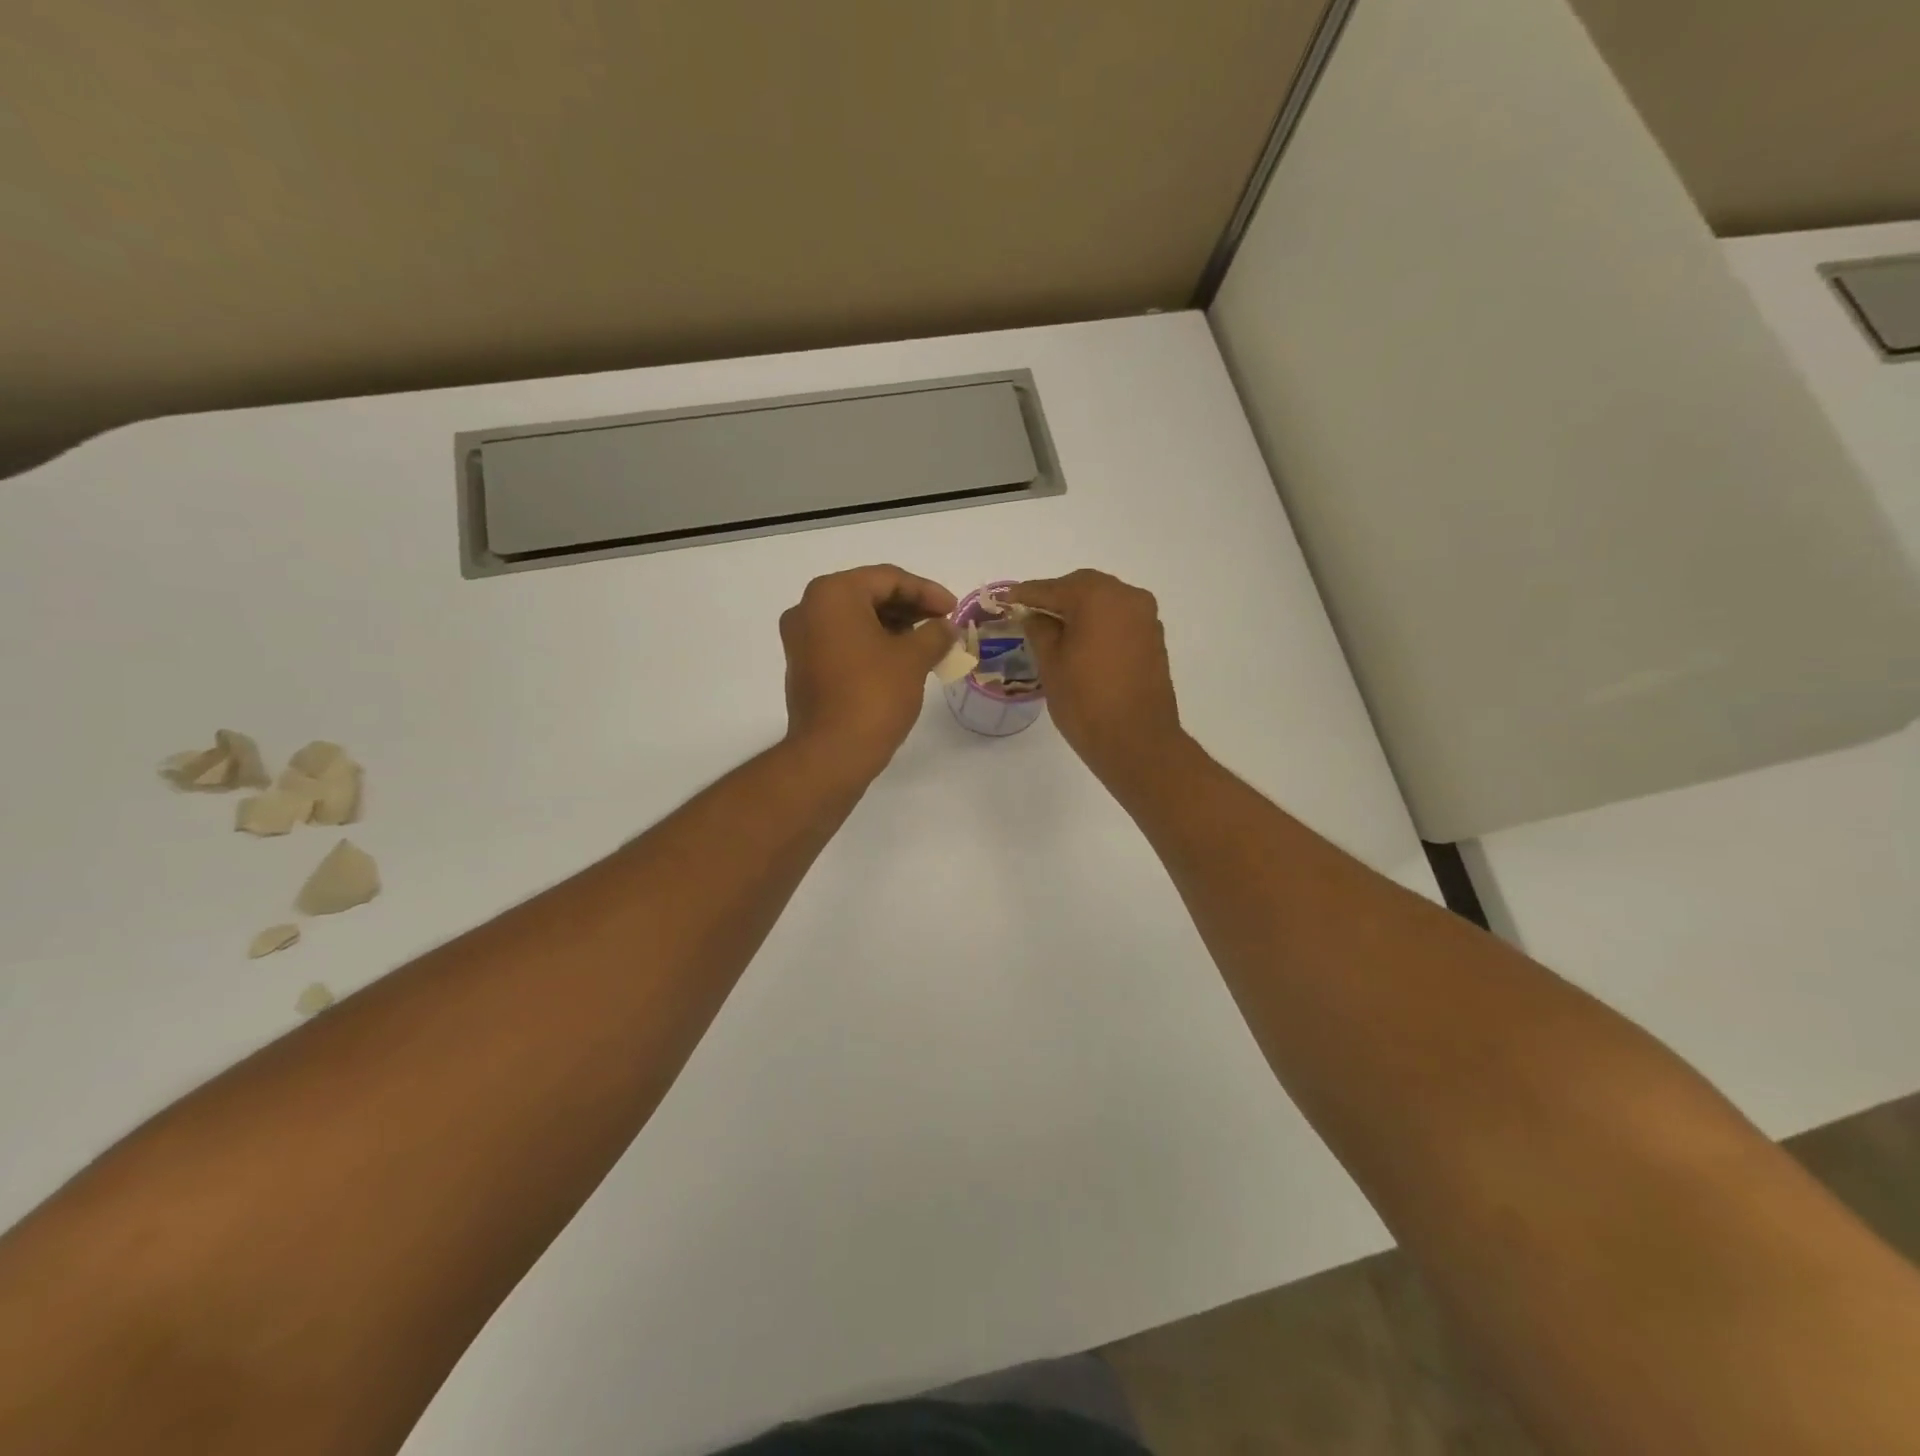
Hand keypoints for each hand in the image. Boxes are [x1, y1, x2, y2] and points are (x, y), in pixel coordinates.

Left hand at [780, 565, 956, 778]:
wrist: (831, 753)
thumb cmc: (873, 695)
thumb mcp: (913, 659)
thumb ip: (934, 634)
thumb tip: (945, 627)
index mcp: (833, 594)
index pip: (888, 579)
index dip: (926, 591)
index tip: (954, 608)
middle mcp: (809, 608)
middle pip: (868, 595)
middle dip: (909, 607)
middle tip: (943, 623)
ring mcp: (801, 639)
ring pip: (856, 619)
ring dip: (893, 626)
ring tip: (928, 642)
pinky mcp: (804, 666)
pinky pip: (843, 641)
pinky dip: (872, 644)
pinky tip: (901, 659)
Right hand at [1010, 569, 1184, 784]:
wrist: (1137, 741)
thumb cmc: (1086, 701)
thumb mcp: (1051, 663)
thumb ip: (1040, 630)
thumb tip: (1035, 615)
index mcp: (1098, 597)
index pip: (1053, 588)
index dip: (1026, 594)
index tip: (1006, 599)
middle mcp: (1127, 597)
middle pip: (1084, 587)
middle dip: (1056, 597)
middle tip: (1029, 612)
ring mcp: (1145, 618)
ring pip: (1105, 601)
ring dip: (1079, 609)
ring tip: (1053, 627)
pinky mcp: (1153, 639)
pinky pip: (1119, 619)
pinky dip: (1098, 623)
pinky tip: (1081, 640)